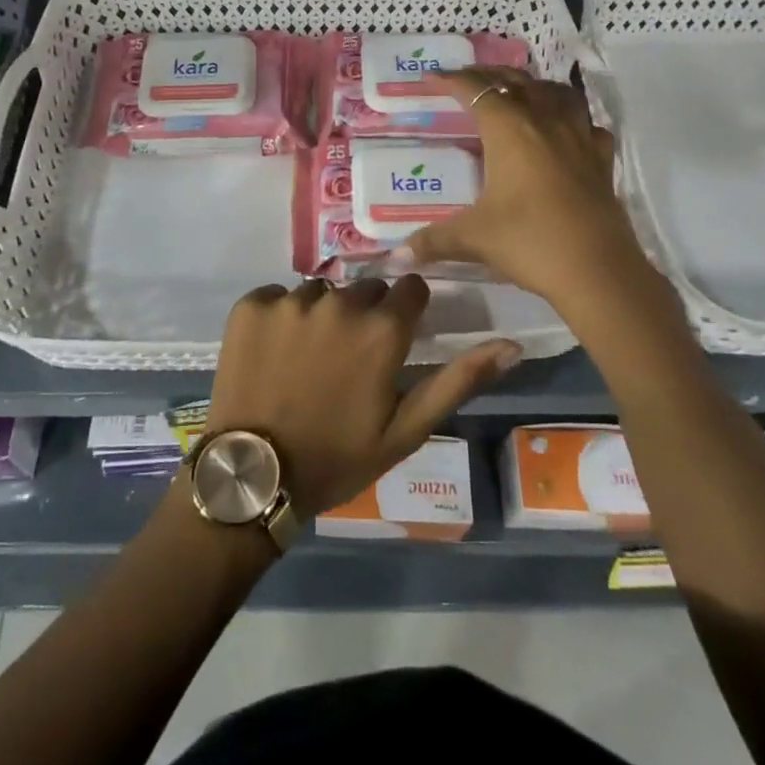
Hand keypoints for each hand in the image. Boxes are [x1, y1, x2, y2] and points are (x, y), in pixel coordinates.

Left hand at [206, 276, 520, 517]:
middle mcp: (339, 302)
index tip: (394, 341)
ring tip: (308, 360)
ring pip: (321, 292)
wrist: (253, 476)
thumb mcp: (406, 430)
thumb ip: (459, 381)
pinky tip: (274, 353)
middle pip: (365, 289)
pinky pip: (278, 296)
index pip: (409, 289)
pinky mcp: (252, 304)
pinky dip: (280, 317)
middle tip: (349, 360)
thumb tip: (512, 345)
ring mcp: (290, 300)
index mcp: (381, 329)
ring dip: (321, 315)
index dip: (406, 313)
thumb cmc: (338, 457)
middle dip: (365, 315)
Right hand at [398, 67, 654, 308]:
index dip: (451, 80)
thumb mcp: (473, 238)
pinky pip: (588, 125)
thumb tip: (397, 257)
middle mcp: (545, 121)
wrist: (598, 271)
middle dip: (490, 75)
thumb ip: (433, 241)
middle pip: (517, 81)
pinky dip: (573, 119)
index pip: (476, 90)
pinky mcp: (602, 160)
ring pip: (557, 93)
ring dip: (534, 86)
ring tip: (519, 93)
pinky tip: (566, 132)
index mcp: (510, 129)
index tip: (432, 78)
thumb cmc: (530, 242)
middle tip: (469, 79)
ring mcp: (579, 138)